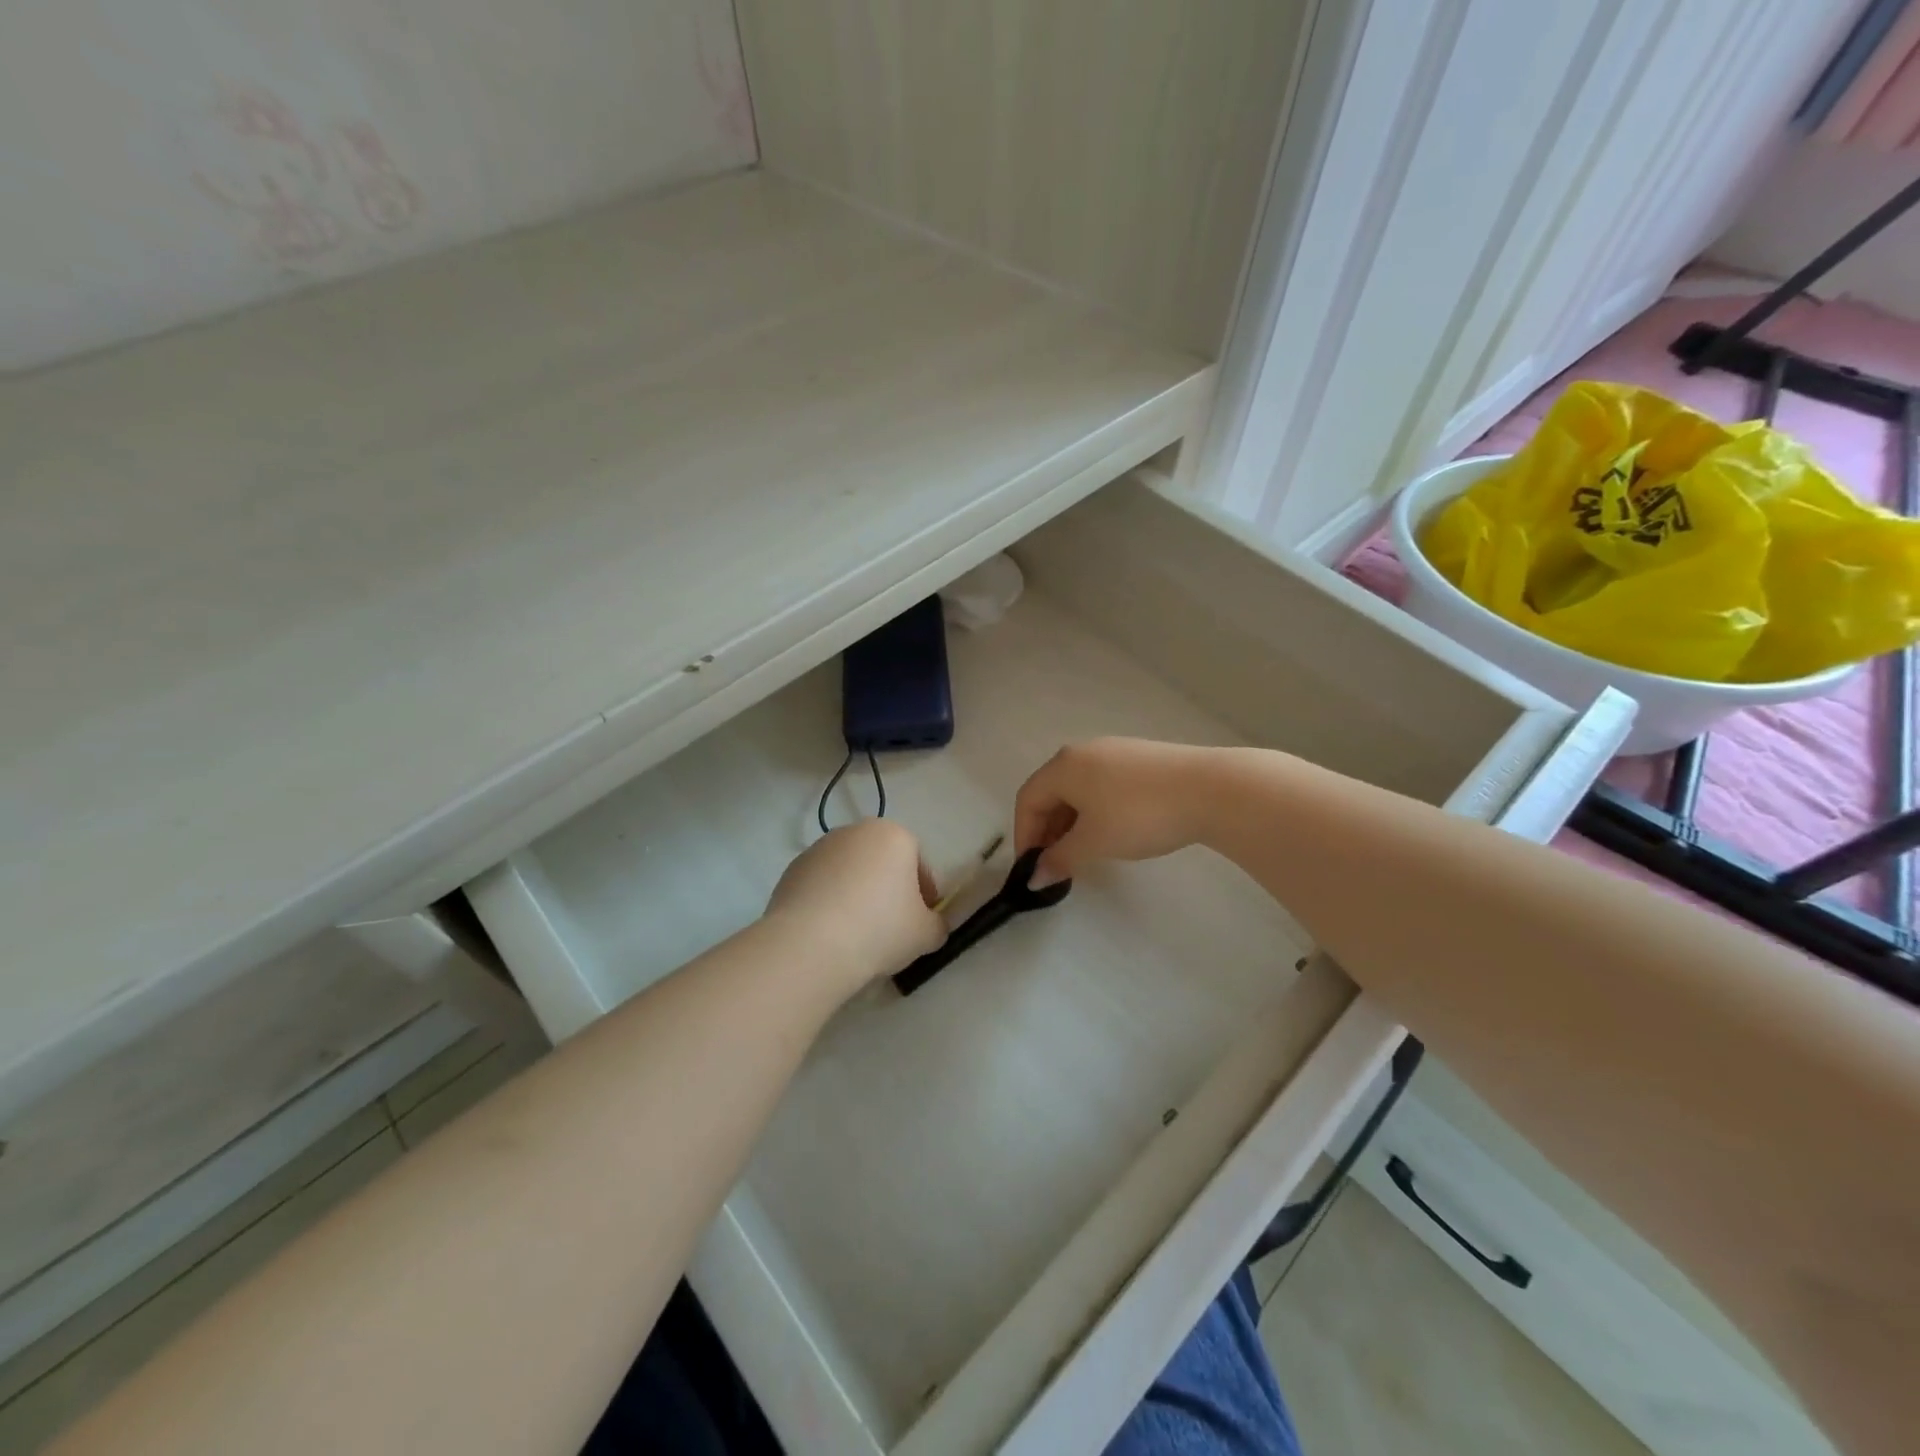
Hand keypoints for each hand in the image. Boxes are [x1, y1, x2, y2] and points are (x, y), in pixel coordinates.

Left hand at [765, 819, 945, 991]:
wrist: (809, 945)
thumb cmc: (879, 929)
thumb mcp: (926, 934)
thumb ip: (936, 924)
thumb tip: (929, 925)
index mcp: (894, 835)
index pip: (919, 862)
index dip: (924, 894)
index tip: (921, 921)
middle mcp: (855, 831)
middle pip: (882, 862)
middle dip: (889, 890)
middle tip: (891, 928)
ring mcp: (819, 848)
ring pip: (850, 873)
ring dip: (857, 895)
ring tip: (857, 934)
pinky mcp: (792, 870)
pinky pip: (822, 887)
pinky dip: (829, 903)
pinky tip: (830, 933)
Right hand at [1014, 738, 1214, 885]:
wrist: (1209, 790)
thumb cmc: (1139, 815)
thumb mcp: (1094, 842)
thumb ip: (1060, 859)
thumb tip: (1034, 877)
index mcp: (1063, 766)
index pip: (1028, 799)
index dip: (1024, 836)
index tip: (1033, 868)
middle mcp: (1082, 752)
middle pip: (1051, 792)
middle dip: (1047, 830)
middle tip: (1057, 864)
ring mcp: (1114, 752)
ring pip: (1078, 789)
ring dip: (1071, 822)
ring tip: (1084, 852)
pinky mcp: (1140, 759)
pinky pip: (1102, 785)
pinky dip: (1094, 810)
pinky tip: (1112, 831)